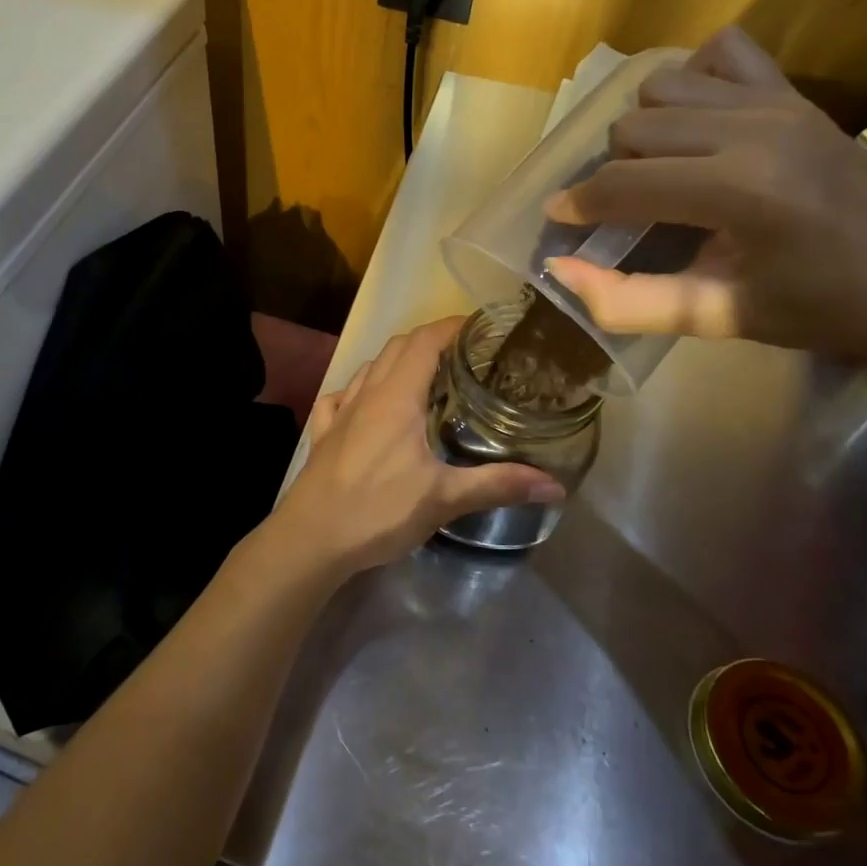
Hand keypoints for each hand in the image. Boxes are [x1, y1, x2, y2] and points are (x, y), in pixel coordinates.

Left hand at [266, 317, 562, 577]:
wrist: (311, 539)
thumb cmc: (378, 510)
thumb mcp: (443, 499)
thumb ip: (498, 485)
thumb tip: (555, 484)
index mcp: (396, 396)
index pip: (425, 340)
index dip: (452, 326)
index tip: (482, 328)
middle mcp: (366, 394)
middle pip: (397, 347)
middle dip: (431, 340)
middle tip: (465, 356)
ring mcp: (339, 412)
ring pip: (369, 368)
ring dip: (397, 362)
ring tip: (426, 378)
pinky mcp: (323, 434)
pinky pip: (341, 397)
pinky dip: (360, 390)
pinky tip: (368, 406)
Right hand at [543, 26, 866, 362]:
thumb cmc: (825, 309)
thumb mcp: (720, 317)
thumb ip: (631, 300)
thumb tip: (561, 269)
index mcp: (739, 192)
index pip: (624, 183)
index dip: (579, 204)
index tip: (560, 220)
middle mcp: (754, 131)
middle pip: (633, 129)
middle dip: (612, 171)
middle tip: (624, 211)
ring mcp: (778, 103)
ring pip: (663, 86)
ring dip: (645, 128)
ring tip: (661, 169)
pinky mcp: (796, 93)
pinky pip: (723, 54)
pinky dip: (694, 79)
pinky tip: (697, 121)